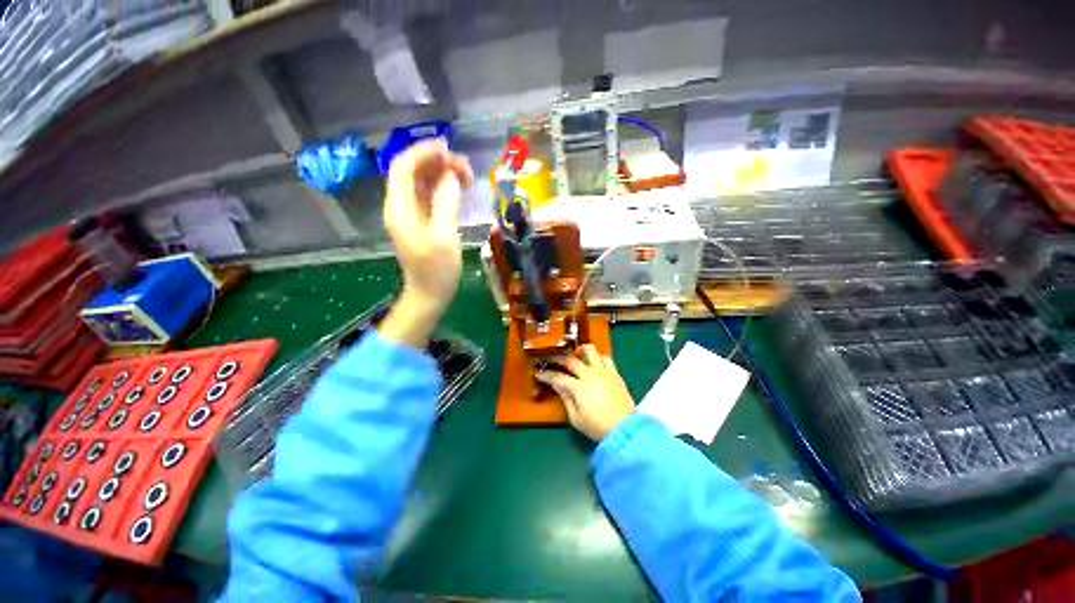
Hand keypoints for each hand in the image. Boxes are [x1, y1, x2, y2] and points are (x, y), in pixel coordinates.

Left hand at [380, 139, 473, 347]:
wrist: (429, 294)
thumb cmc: (437, 270)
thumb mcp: (444, 236)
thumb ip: (446, 203)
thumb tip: (451, 176)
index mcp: (400, 208)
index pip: (404, 167)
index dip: (423, 152)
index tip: (448, 148)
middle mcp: (400, 206)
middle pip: (413, 171)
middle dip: (437, 163)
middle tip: (465, 169)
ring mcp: (410, 213)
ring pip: (422, 182)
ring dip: (442, 174)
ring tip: (466, 177)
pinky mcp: (420, 221)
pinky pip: (428, 195)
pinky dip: (443, 188)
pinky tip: (459, 189)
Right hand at [536, 345, 635, 441]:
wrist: (625, 429)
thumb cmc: (597, 426)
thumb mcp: (575, 418)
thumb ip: (565, 399)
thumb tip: (558, 386)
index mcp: (578, 387)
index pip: (558, 377)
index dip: (547, 375)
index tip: (539, 373)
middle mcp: (589, 374)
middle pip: (570, 359)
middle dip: (557, 358)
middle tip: (550, 358)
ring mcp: (603, 371)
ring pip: (589, 351)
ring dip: (579, 350)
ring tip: (574, 355)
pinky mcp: (614, 372)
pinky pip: (605, 358)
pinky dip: (597, 357)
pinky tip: (593, 362)